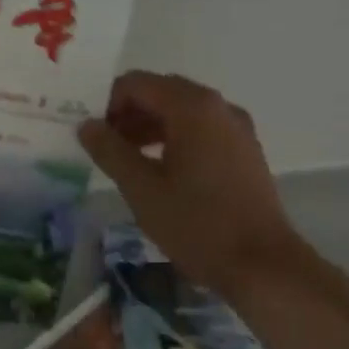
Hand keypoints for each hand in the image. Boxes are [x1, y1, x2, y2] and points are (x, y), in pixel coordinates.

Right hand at [78, 71, 315, 295]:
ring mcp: (236, 128)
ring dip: (150, 126)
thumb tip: (86, 125)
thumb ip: (110, 151)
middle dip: (128, 113)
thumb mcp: (142, 189)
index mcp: (192, 108)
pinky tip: (160, 170)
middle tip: (104, 146)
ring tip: (126, 160)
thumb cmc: (196, 224)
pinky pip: (201, 129)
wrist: (262, 265)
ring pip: (182, 111)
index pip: (137, 83)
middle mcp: (218, 106)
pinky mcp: (244, 150)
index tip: (91, 134)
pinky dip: (174, 138)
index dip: (107, 103)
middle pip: (161, 92)